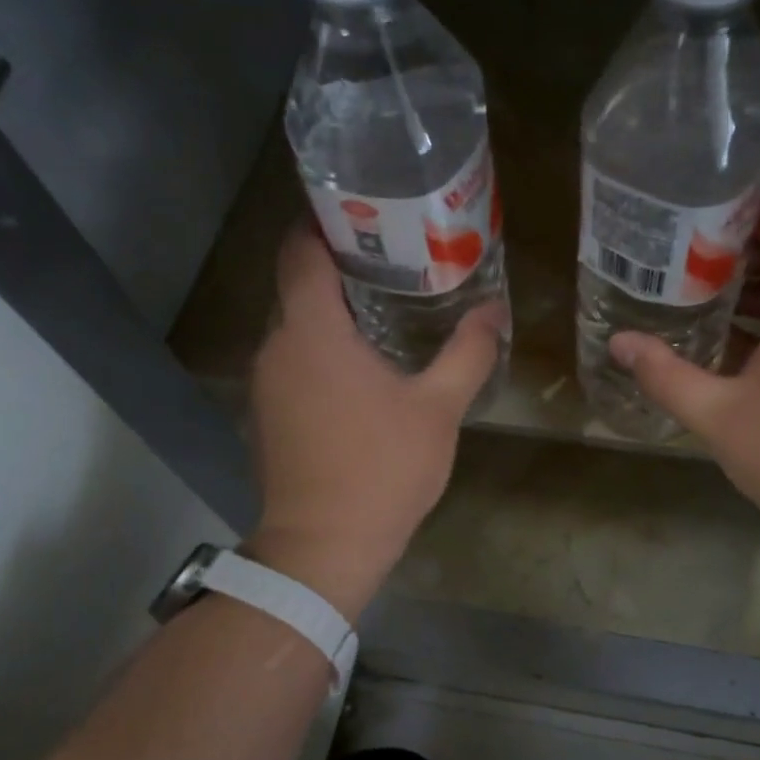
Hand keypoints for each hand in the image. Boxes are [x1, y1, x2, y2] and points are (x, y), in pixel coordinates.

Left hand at [246, 226, 504, 618]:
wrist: (325, 546)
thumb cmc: (382, 469)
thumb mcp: (438, 409)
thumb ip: (467, 353)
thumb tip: (493, 311)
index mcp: (312, 331)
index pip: (299, 249)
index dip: (323, 222)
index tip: (364, 214)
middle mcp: (276, 347)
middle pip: (298, 286)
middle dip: (340, 269)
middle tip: (395, 263)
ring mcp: (265, 384)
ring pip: (296, 329)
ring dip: (332, 316)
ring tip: (385, 312)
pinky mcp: (267, 416)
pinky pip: (293, 363)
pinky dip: (321, 353)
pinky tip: (361, 371)